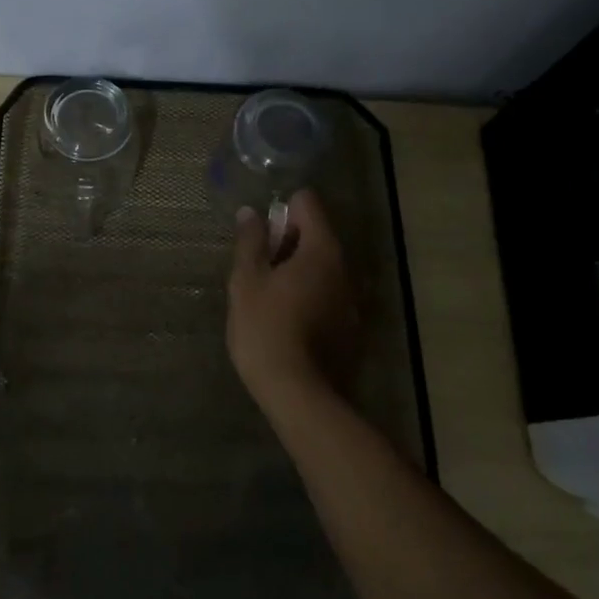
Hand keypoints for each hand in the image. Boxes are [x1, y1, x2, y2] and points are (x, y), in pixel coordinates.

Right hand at [226, 189, 360, 407]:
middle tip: (257, 266)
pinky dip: (308, 293)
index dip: (282, 210)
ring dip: (297, 269)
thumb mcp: (247, 280)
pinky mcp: (350, 325)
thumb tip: (251, 212)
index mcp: (321, 249)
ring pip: (322, 266)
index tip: (260, 235)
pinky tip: (286, 317)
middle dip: (287, 241)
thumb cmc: (265, 328)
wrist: (297, 394)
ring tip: (268, 293)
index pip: (308, 204)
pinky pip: (327, 292)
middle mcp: (344, 267)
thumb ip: (250, 241)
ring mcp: (351, 298)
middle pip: (317, 234)